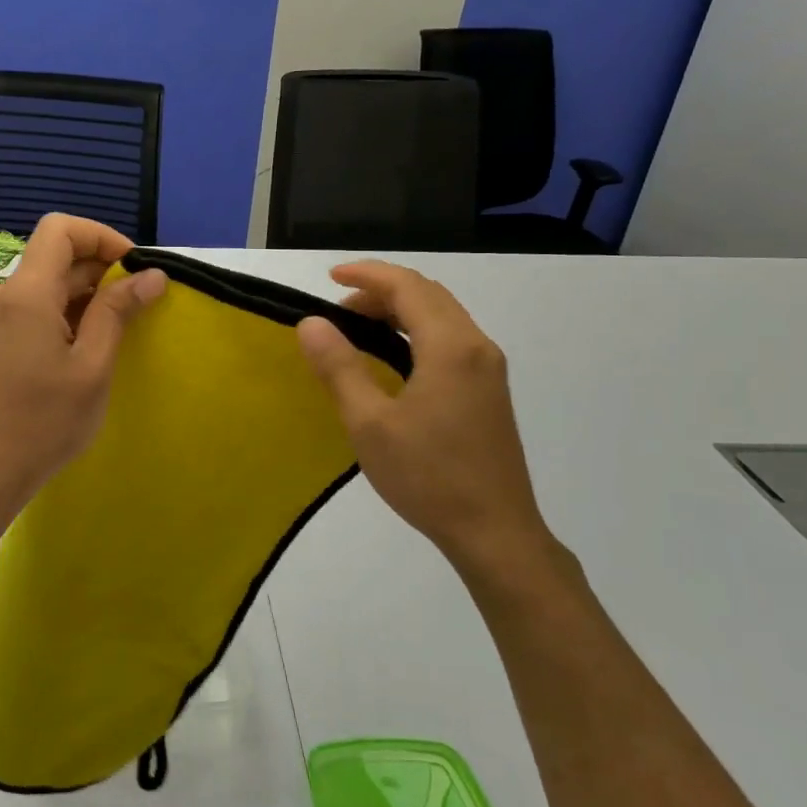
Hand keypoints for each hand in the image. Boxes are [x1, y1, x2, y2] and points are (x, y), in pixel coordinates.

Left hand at [0, 214, 166, 509]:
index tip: (134, 267)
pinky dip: (70, 312)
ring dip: (88, 292)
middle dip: (102, 266)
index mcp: (27, 292)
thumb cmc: (44, 421)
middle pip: (56, 254)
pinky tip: (92, 344)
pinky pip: (38, 307)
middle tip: (139, 302)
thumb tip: (152, 274)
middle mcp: (7, 295)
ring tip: (122, 326)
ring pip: (49, 282)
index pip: (60, 229)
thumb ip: (118, 312)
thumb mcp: (92, 366)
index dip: (102, 236)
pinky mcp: (0, 339)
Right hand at [296, 261, 557, 578]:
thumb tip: (311, 323)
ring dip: (399, 311)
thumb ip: (339, 368)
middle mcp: (476, 346)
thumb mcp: (370, 423)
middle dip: (380, 291)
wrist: (495, 532)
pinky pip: (449, 339)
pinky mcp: (489, 390)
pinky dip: (415, 331)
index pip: (407, 286)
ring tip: (356, 331)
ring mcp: (488, 369)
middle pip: (427, 295)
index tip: (329, 276)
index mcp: (450, 347)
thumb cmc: (429, 477)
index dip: (366, 274)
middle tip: (337, 311)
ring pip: (441, 316)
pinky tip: (391, 358)